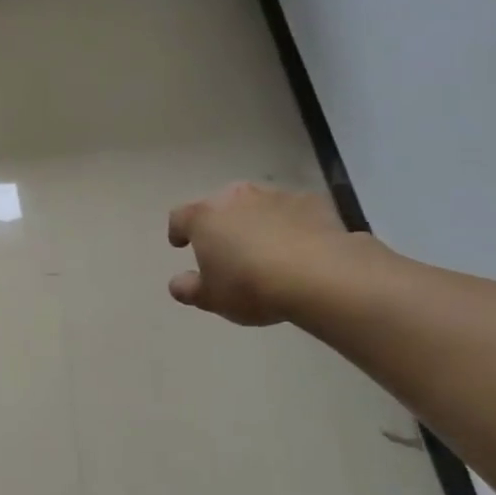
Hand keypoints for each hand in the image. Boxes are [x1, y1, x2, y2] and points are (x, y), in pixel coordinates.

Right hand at [167, 184, 354, 326]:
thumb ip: (189, 289)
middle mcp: (236, 198)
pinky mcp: (310, 201)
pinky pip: (291, 210)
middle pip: (219, 204)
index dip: (177, 231)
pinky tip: (298, 246)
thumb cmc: (250, 286)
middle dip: (219, 222)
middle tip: (225, 246)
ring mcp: (275, 195)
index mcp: (204, 218)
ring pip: (256, 204)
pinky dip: (288, 223)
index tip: (180, 244)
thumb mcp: (211, 298)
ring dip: (254, 220)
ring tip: (264, 247)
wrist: (317, 274)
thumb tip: (178, 283)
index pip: (180, 217)